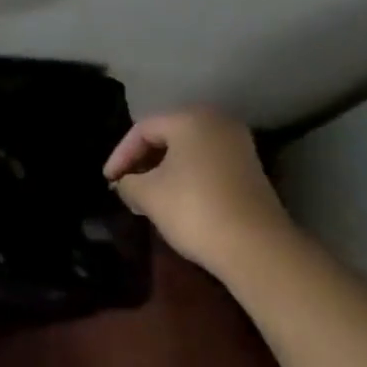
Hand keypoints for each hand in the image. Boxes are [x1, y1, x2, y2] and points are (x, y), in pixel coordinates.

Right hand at [104, 109, 293, 278]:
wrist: (258, 249)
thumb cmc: (194, 209)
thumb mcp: (148, 195)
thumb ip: (128, 183)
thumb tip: (125, 184)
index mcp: (190, 118)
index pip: (143, 129)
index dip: (120, 155)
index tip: (108, 181)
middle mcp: (217, 122)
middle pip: (167, 136)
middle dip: (142, 161)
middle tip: (125, 185)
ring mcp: (238, 146)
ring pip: (188, 151)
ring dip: (164, 170)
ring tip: (146, 195)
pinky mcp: (250, 170)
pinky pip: (207, 164)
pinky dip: (187, 177)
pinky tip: (176, 200)